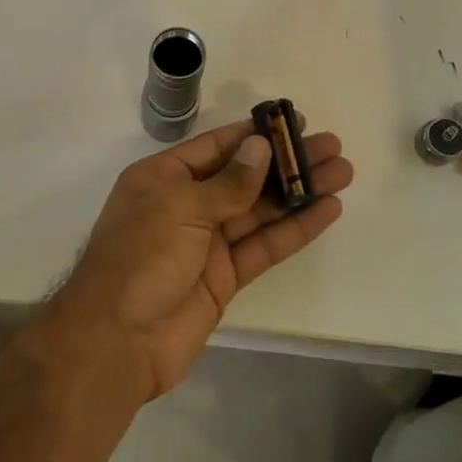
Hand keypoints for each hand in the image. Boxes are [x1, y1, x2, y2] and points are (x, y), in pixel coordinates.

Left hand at [51, 119, 351, 396]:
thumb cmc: (141, 258)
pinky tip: (327, 210)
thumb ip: (227, 183)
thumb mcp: (180, 207)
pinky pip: (263, 246)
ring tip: (343, 172)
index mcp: (162, 178)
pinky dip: (294, 229)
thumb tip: (260, 148)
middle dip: (286, 162)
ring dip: (299, 192)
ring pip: (260, 211)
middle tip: (332, 146)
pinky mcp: (224, 278)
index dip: (255, 135)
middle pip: (244, 177)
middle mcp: (184, 205)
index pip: (216, 147)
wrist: (119, 339)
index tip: (294, 122)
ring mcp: (205, 243)